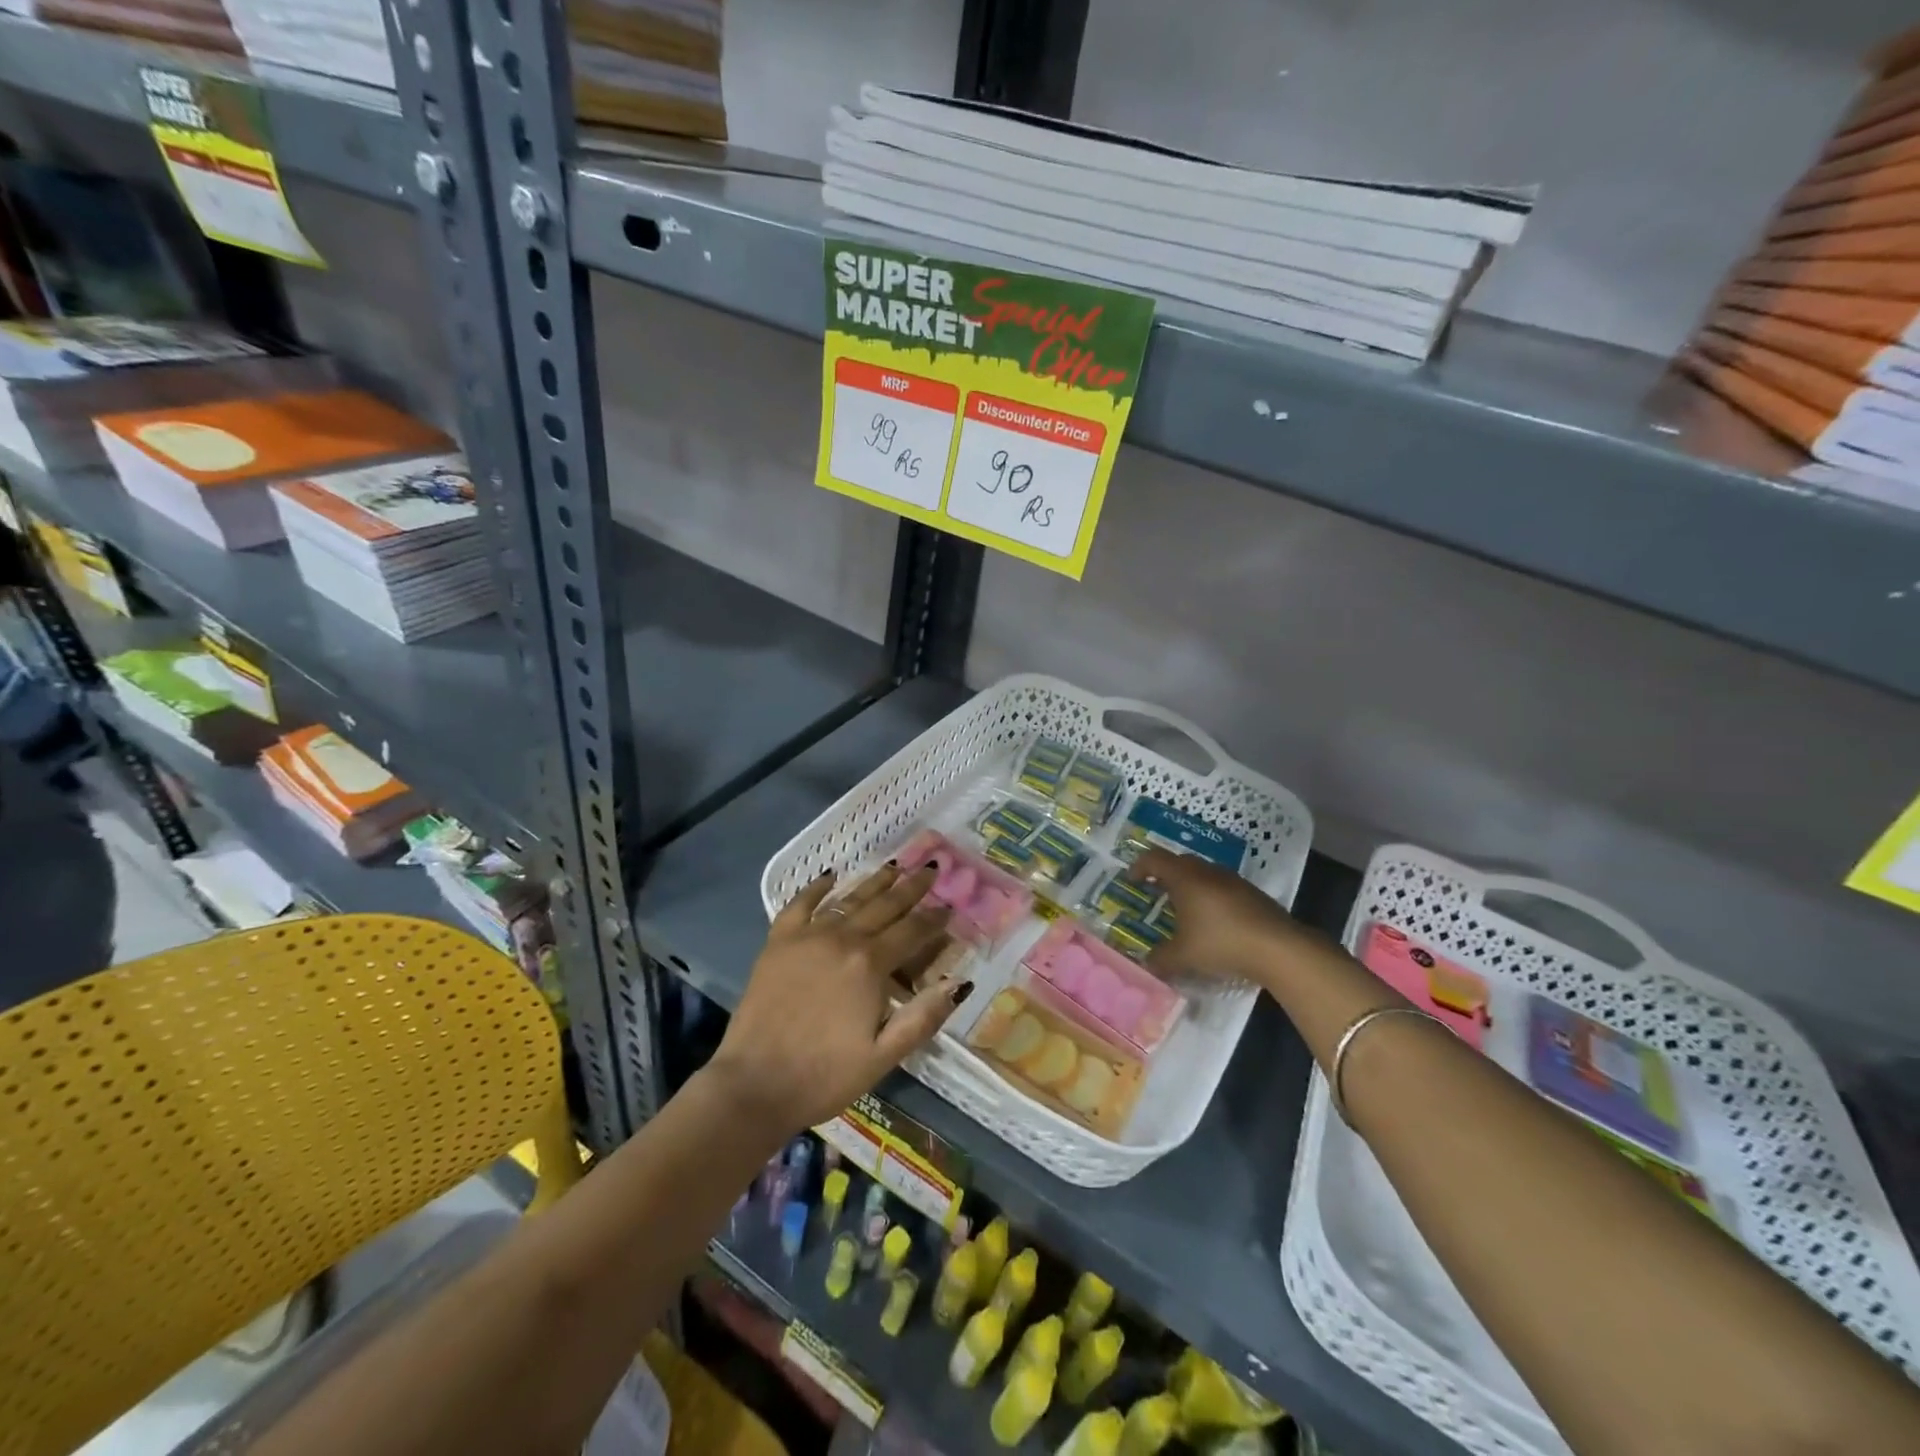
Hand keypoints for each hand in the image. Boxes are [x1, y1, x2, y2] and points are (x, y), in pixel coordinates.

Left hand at [705, 864, 973, 1135]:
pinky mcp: (778, 942)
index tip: (950, 906)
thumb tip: (959, 983)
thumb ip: (923, 1017)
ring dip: (875, 882)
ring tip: (895, 866)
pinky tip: (831, 875)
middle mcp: (842, 939)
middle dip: (911, 888)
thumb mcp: (883, 1056)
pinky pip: (801, 904)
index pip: (912, 932)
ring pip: (849, 900)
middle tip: (931, 869)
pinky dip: (817, 887)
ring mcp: (807, 936)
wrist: (753, 1085)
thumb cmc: (824, 1076)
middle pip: (884, 906)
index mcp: (870, 965)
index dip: (934, 919)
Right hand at [1135, 847, 1305, 984]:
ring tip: (1183, 907)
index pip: (1154, 859)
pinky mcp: (1251, 893)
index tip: (1131, 880)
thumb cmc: (1221, 943)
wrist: (1278, 947)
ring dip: (1188, 884)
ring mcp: (1232, 880)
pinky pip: (1221, 885)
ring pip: (1202, 873)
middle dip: (1163, 874)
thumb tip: (1146, 964)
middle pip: (1179, 862)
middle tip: (1154, 891)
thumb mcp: (1183, 956)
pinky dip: (1209, 895)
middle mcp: (1206, 871)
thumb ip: (1160, 959)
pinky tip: (1212, 920)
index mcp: (1184, 878)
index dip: (1139, 866)